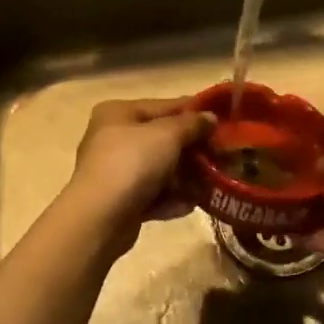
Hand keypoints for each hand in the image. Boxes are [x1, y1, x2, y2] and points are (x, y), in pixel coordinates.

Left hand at [64, 98, 212, 241]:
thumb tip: (210, 118)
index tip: (223, 120)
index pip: (163, 105)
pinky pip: (153, 195)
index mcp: (118, 113)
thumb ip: (192, 124)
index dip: (194, 111)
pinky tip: (192, 204)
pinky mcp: (121, 201)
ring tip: (214, 182)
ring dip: (186, 176)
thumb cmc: (132, 163)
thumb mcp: (168, 135)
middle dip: (192, 149)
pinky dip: (172, 199)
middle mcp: (113, 139)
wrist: (100, 218)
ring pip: (159, 169)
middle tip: (223, 155)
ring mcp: (116, 172)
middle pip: (162, 139)